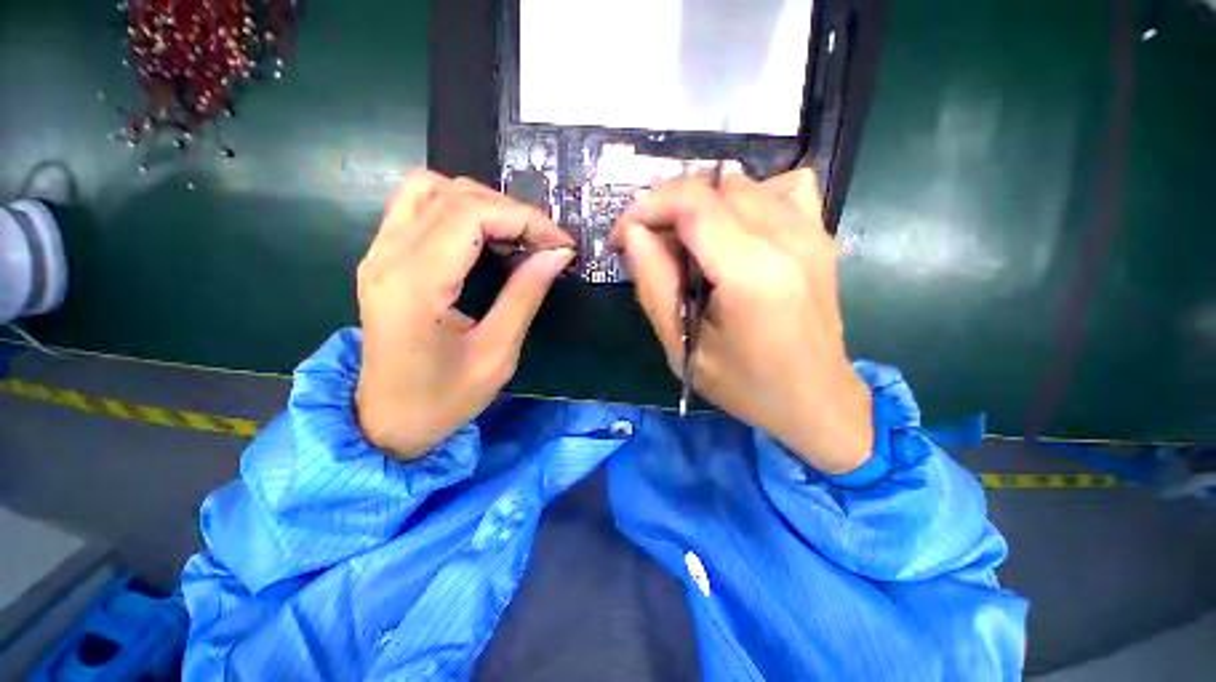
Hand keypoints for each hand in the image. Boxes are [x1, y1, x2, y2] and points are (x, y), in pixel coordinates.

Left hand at [355, 170, 574, 458]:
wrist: (387, 421)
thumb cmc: (445, 399)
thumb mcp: (497, 353)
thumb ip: (526, 295)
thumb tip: (558, 254)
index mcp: (416, 284)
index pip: (472, 214)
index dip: (525, 219)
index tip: (561, 244)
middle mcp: (388, 256)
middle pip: (454, 194)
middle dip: (511, 211)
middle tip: (545, 244)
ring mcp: (378, 253)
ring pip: (431, 189)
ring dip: (483, 204)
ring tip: (515, 238)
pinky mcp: (381, 258)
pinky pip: (418, 207)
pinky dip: (458, 210)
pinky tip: (483, 239)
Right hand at [615, 169, 872, 474]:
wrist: (816, 400)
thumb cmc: (744, 384)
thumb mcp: (682, 345)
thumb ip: (654, 284)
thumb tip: (634, 233)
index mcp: (752, 273)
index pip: (692, 202)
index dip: (646, 208)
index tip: (623, 236)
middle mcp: (787, 239)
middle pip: (713, 186)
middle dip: (668, 208)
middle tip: (651, 246)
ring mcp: (811, 231)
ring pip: (740, 183)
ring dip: (701, 206)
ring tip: (688, 246)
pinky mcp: (821, 235)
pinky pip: (781, 188)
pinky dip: (747, 199)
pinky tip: (736, 232)